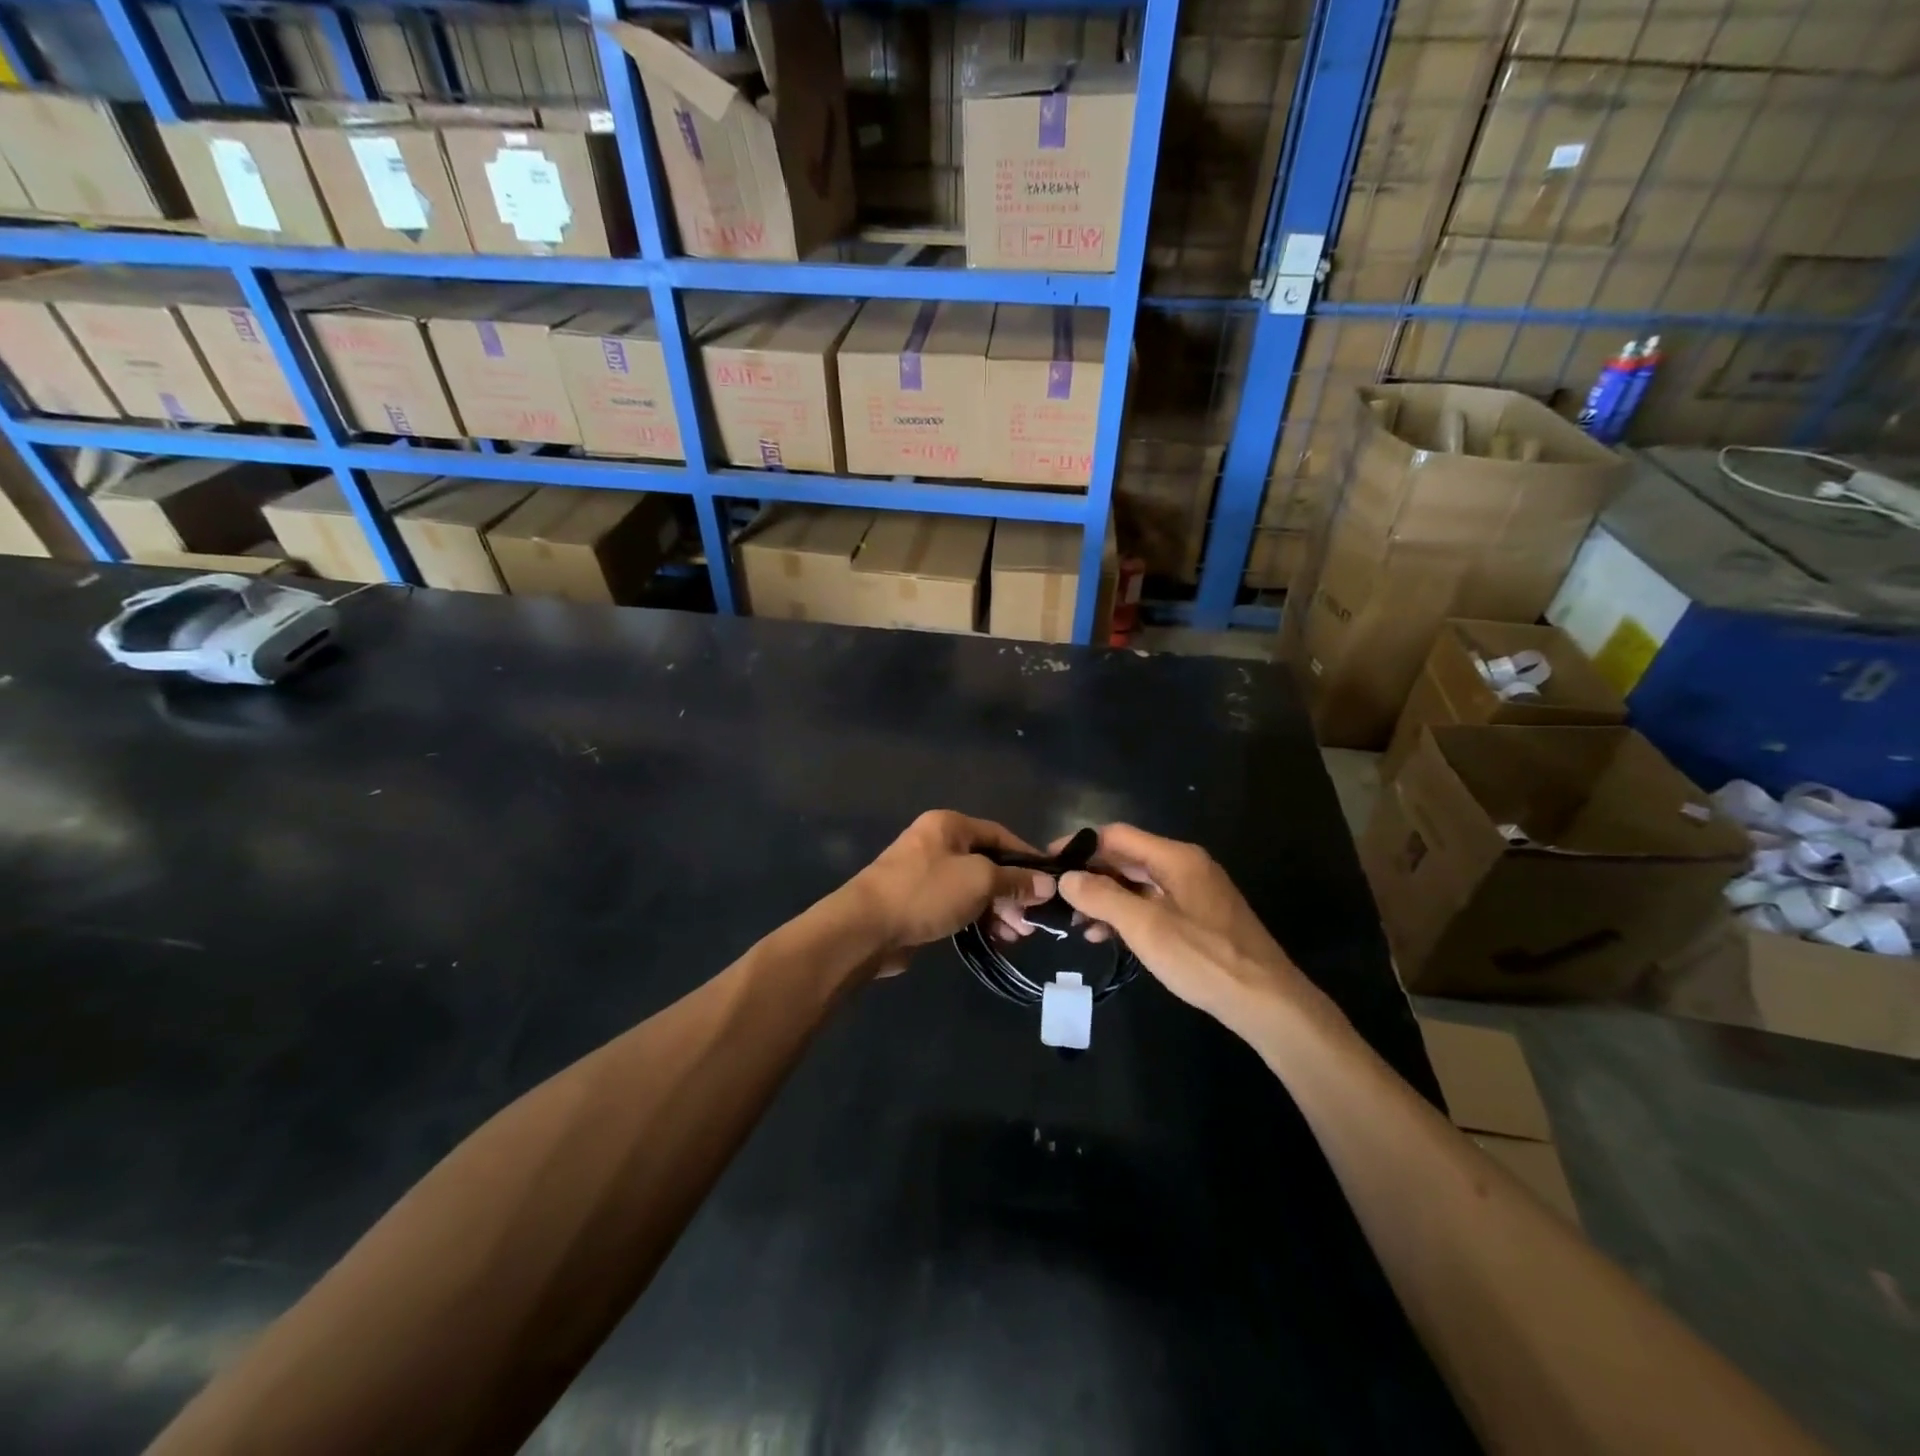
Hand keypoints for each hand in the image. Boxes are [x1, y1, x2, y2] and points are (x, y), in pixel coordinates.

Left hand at [846, 812, 1055, 976]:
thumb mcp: (979, 880)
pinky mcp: (919, 903)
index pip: (1000, 835)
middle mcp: (937, 843)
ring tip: (1017, 936)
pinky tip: (996, 939)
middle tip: (1031, 920)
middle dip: (1013, 892)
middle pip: (988, 864)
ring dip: (998, 910)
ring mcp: (926, 874)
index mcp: (950, 825)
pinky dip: (978, 919)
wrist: (867, 927)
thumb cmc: (927, 892)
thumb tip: (1047, 883)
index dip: (1027, 858)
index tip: (1050, 883)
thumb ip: (1015, 880)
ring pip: (974, 888)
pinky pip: (958, 906)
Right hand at [1055, 824, 1327, 1041]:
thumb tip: (1066, 878)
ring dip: (1106, 899)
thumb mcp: (1145, 927)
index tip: (1049, 864)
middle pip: (1127, 858)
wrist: (1267, 1002)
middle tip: (1058, 900)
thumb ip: (1102, 897)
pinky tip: (1107, 936)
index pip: (1117, 835)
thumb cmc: (1204, 958)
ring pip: (1138, 884)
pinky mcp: (1198, 917)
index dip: (1080, 846)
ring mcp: (1194, 892)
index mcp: (1176, 857)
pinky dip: (1126, 914)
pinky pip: (1152, 904)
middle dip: (1091, 877)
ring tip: (1077, 925)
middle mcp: (1186, 866)